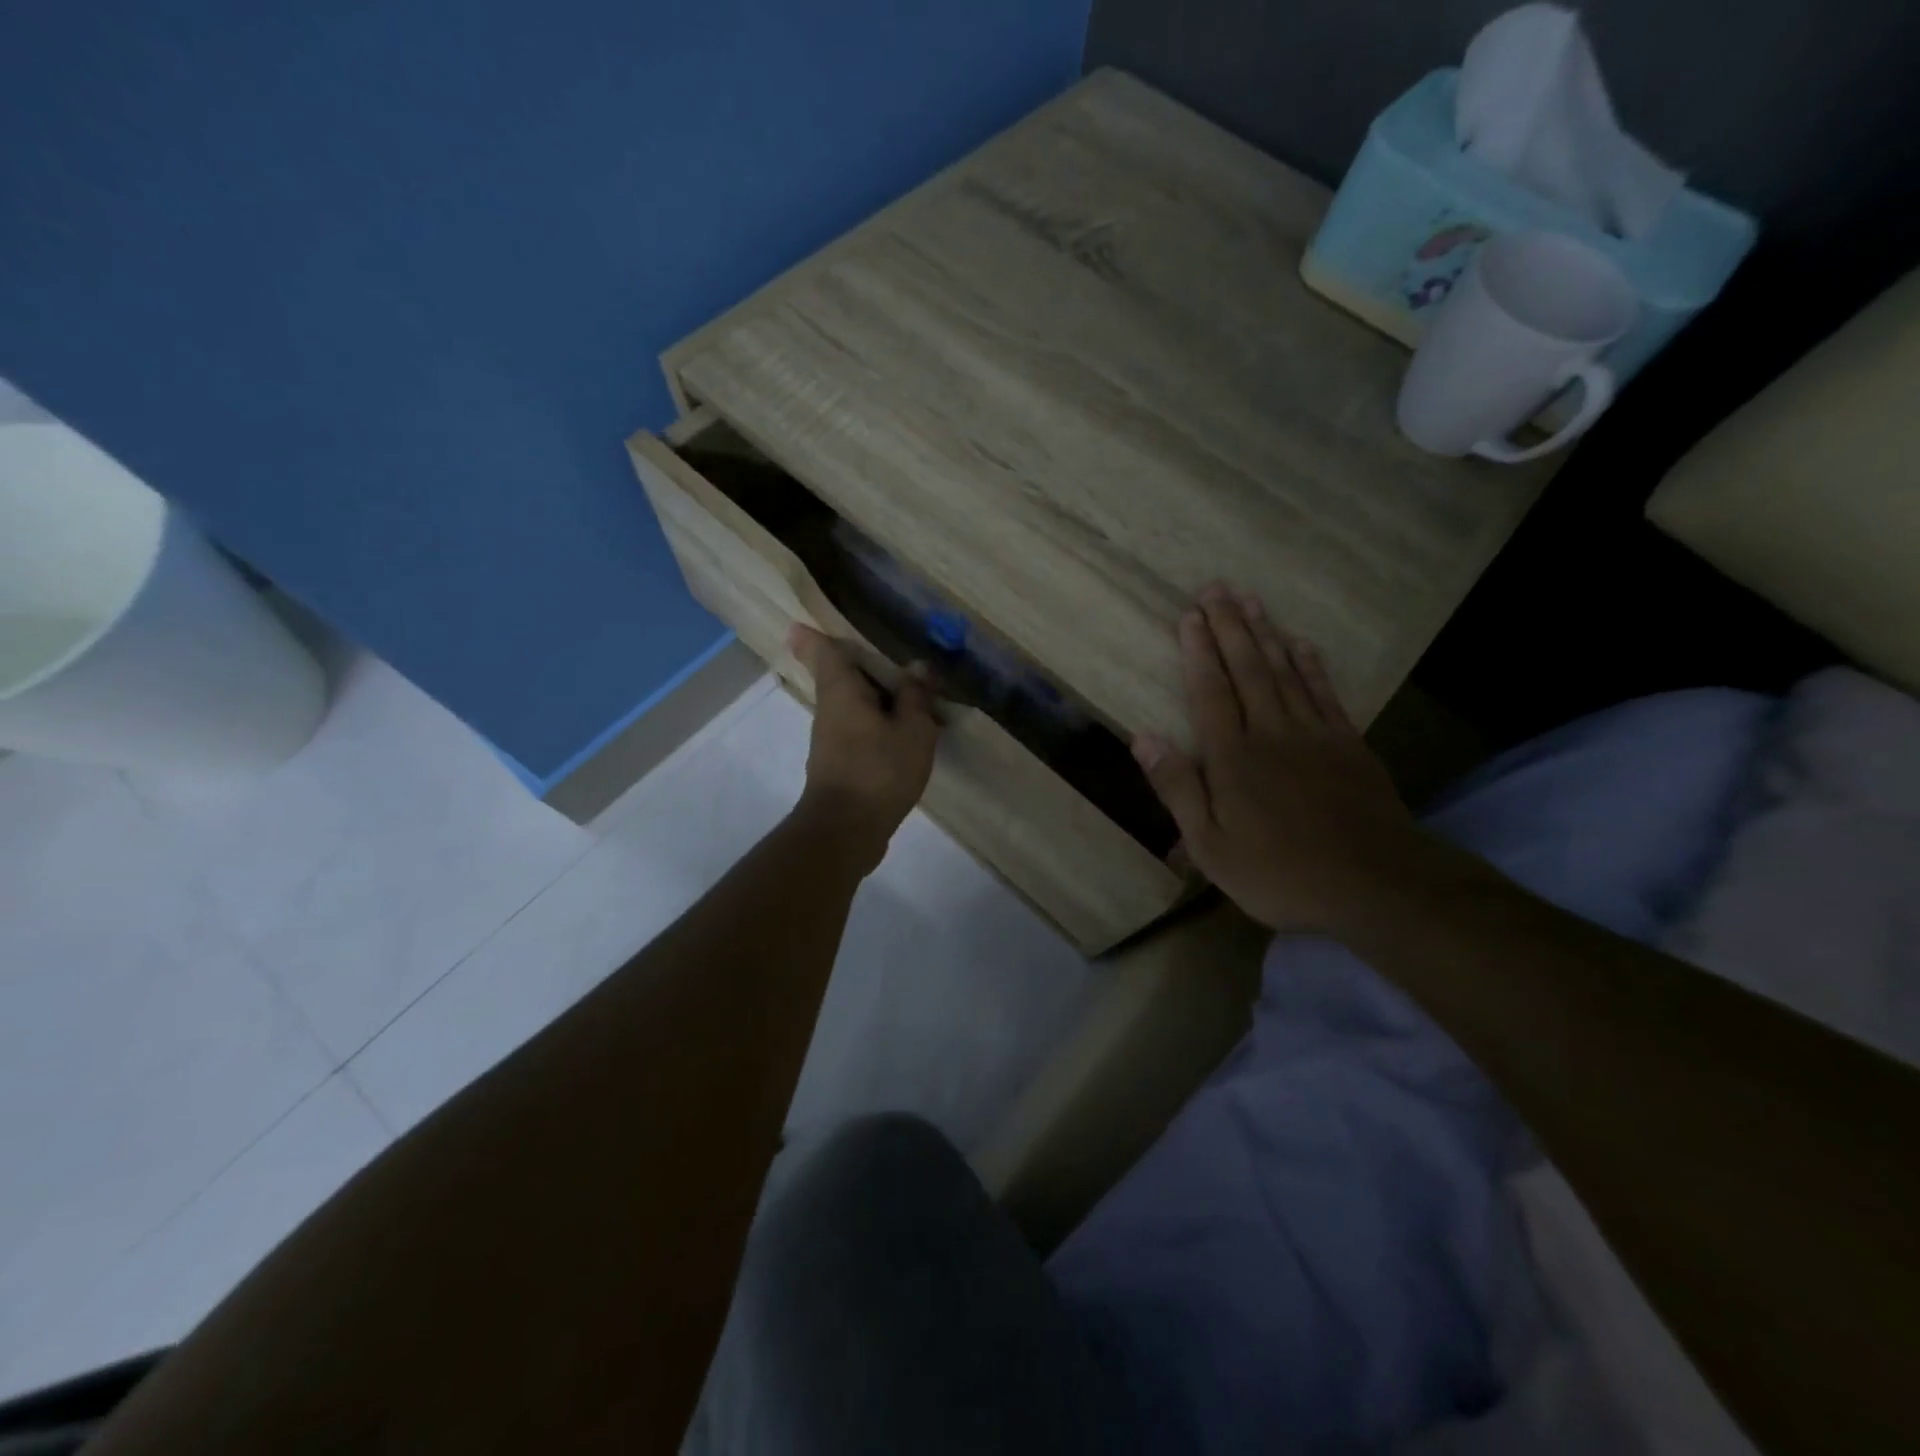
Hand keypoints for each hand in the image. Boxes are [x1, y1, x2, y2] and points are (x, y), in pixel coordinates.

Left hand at [788, 624, 938, 869]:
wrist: (846, 830)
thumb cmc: (879, 770)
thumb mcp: (913, 730)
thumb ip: (916, 696)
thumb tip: (917, 667)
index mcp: (841, 691)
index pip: (823, 652)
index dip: (813, 636)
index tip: (802, 624)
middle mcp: (829, 710)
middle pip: (838, 677)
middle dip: (858, 666)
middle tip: (887, 656)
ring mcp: (830, 740)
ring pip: (850, 705)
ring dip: (873, 697)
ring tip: (908, 694)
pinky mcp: (838, 765)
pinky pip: (858, 729)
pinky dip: (876, 723)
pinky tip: (902, 733)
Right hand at [1132, 587, 1426, 933]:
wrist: (1374, 884)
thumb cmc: (1278, 873)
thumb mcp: (1211, 846)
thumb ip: (1177, 788)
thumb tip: (1143, 738)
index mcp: (1232, 757)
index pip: (1209, 691)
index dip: (1198, 651)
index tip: (1189, 615)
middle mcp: (1270, 732)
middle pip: (1246, 669)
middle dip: (1229, 626)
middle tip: (1216, 588)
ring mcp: (1314, 734)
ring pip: (1284, 672)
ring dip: (1265, 634)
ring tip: (1251, 600)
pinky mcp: (1348, 743)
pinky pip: (1324, 693)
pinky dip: (1310, 665)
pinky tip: (1300, 644)